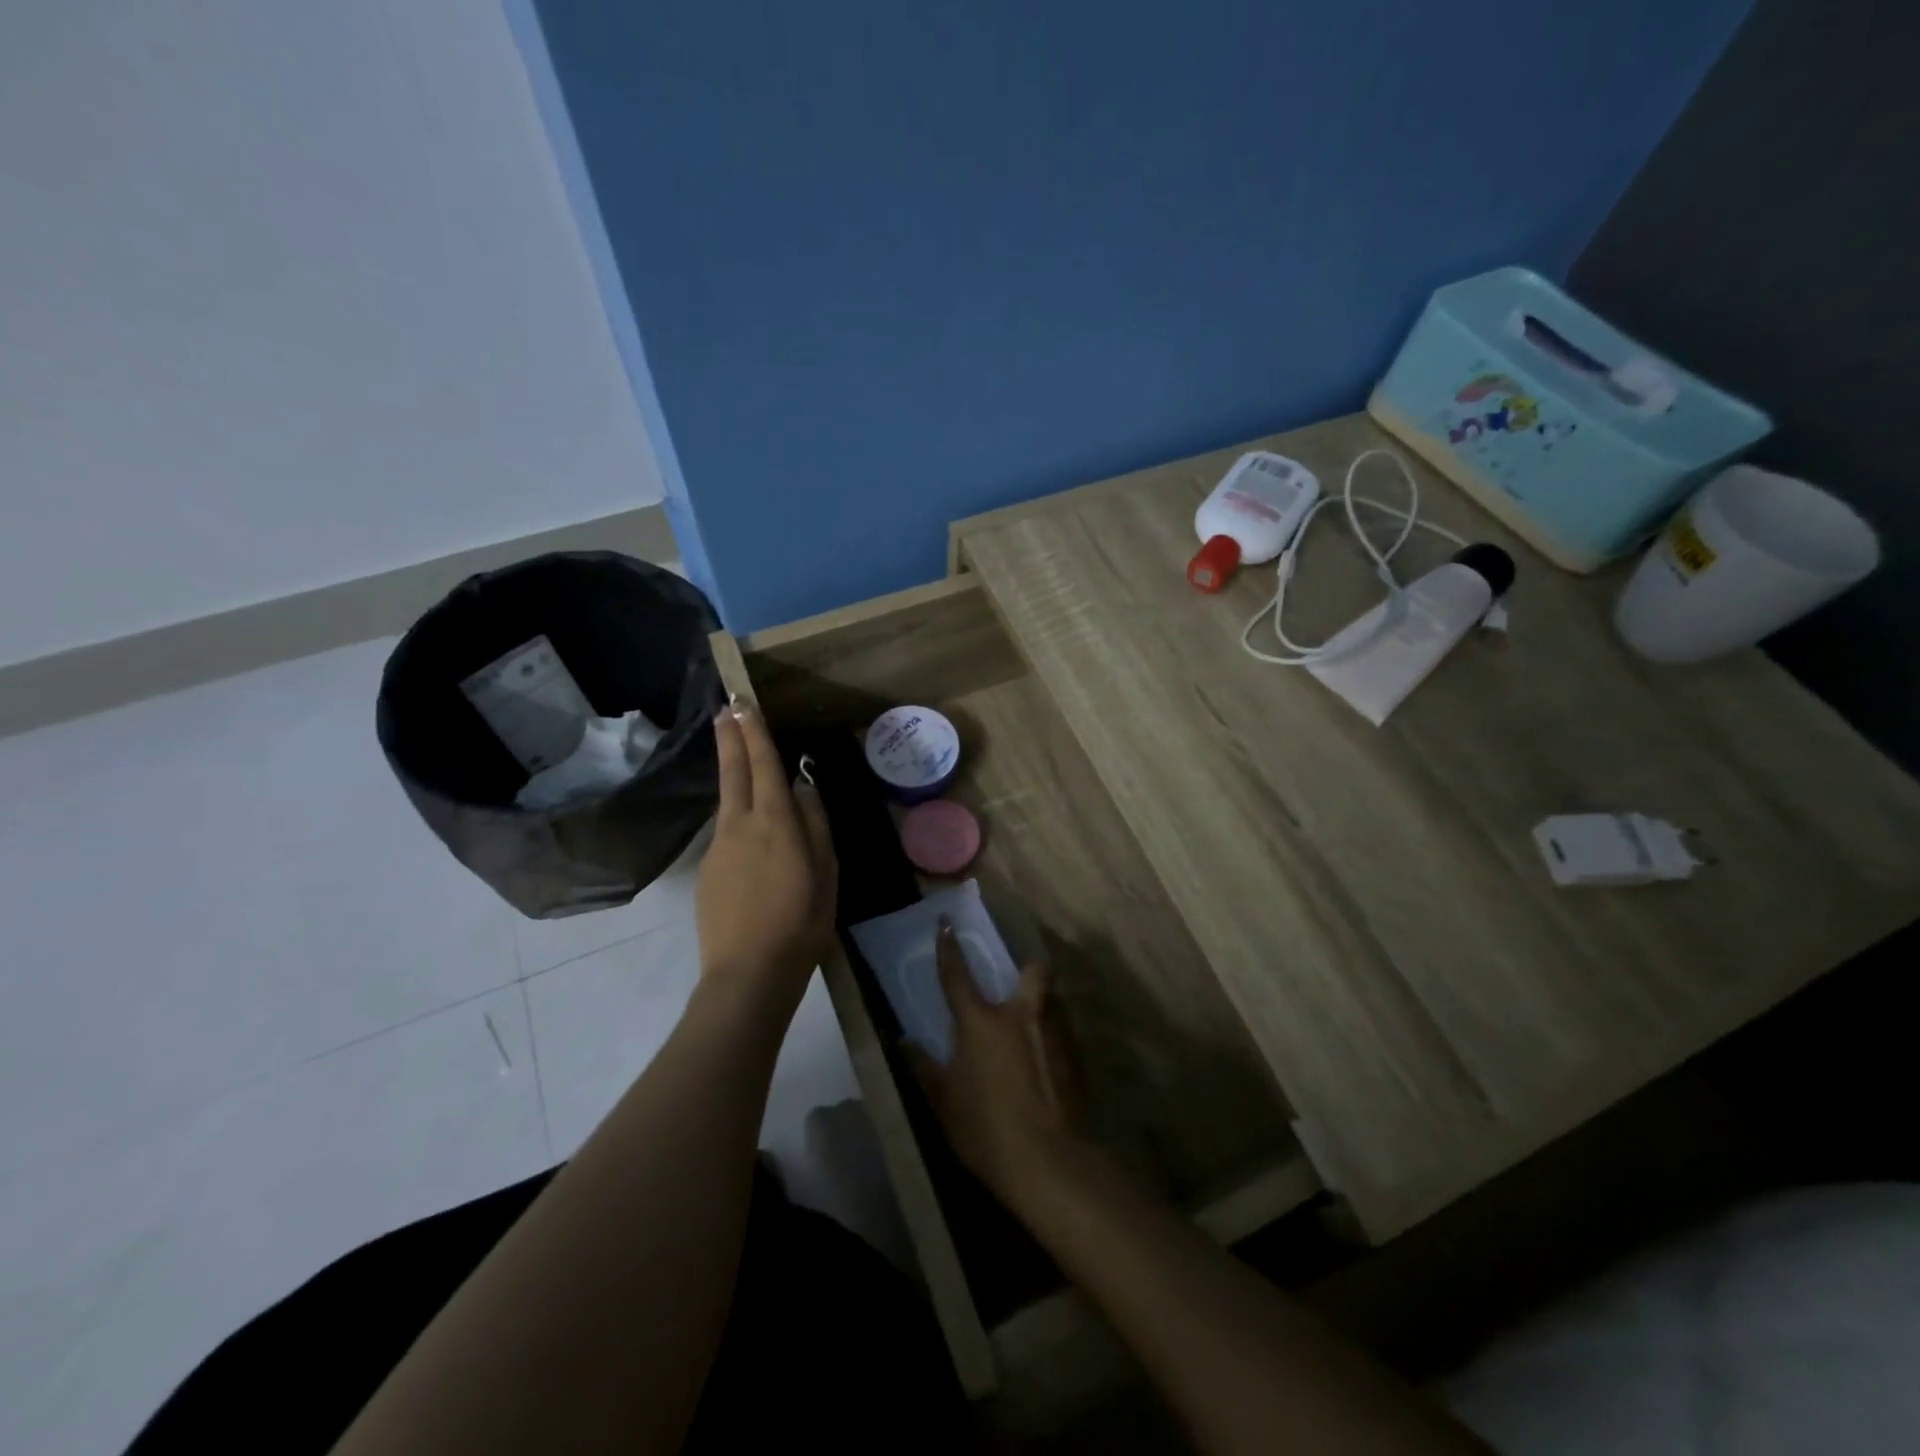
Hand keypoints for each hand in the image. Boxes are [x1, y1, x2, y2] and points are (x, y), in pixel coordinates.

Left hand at [695, 702, 837, 1011]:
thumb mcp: (826, 872)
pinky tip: (753, 844)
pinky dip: (738, 823)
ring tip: (742, 762)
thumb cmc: (801, 922)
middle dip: (729, 737)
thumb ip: (815, 824)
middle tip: (724, 708)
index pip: (764, 765)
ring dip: (734, 776)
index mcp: (776, 822)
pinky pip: (727, 835)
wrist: (747, 974)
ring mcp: (718, 848)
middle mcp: (740, 825)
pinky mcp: (707, 872)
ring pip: (728, 803)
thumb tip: (804, 788)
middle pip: (733, 772)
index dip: (754, 732)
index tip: (744, 704)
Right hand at [908, 919, 1083, 1207]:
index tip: (946, 923)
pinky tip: (1046, 1065)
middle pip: (1034, 971)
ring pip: (1053, 1001)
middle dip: (1029, 970)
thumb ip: (923, 1067)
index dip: (949, 947)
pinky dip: (1053, 1038)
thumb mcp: (943, 1102)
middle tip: (1017, 987)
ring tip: (1032, 1030)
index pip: (958, 975)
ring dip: (1042, 1006)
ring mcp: (1055, 1034)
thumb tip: (903, 1042)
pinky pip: (1064, 1032)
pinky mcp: (1077, 1058)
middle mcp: (1023, 1015)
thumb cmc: (985, 1128)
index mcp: (982, 1022)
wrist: (1049, 1162)